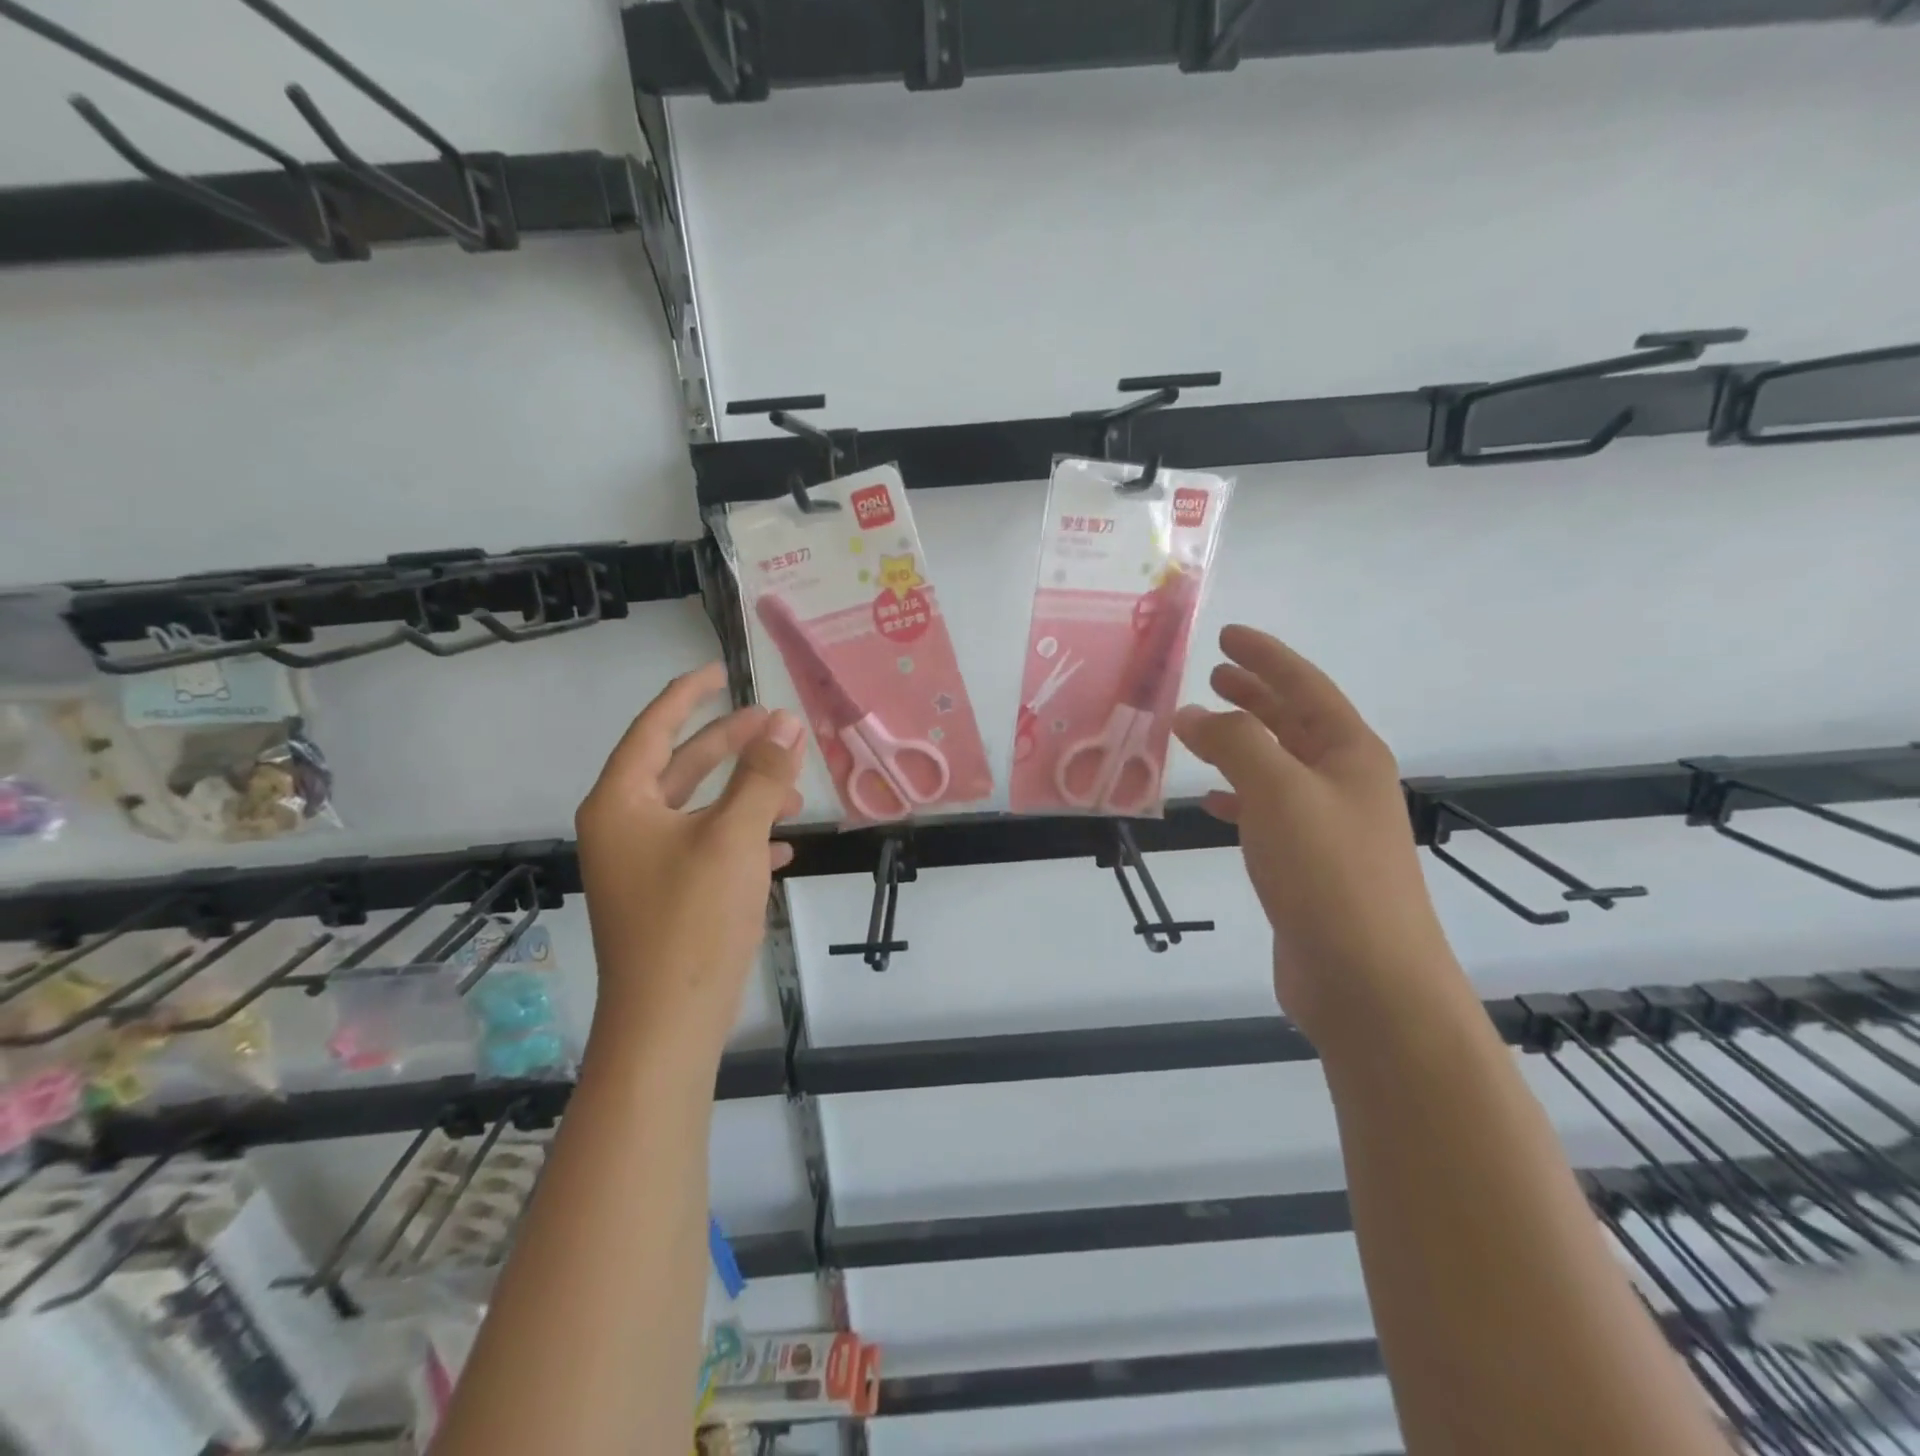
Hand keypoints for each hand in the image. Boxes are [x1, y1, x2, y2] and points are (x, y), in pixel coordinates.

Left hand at [575, 664, 803, 1052]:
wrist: (668, 1022)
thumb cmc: (692, 919)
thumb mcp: (735, 837)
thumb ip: (762, 776)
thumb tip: (785, 722)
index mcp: (623, 803)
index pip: (654, 728)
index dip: (689, 694)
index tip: (722, 671)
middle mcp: (626, 827)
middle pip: (681, 766)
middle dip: (730, 744)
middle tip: (774, 724)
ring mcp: (645, 864)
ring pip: (700, 809)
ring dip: (746, 795)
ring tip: (794, 792)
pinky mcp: (668, 896)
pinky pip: (707, 848)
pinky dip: (742, 838)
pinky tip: (781, 848)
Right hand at [1173, 626, 1457, 1043]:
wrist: (1367, 980)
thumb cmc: (1328, 873)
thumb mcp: (1278, 791)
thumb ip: (1234, 743)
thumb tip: (1192, 713)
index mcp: (1349, 753)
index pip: (1304, 686)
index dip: (1266, 657)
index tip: (1227, 636)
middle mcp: (1342, 781)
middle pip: (1294, 722)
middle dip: (1255, 694)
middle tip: (1213, 674)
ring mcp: (1326, 825)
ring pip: (1277, 766)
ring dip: (1242, 742)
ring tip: (1201, 728)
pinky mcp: (1306, 865)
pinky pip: (1265, 812)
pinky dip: (1237, 797)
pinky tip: (1210, 801)